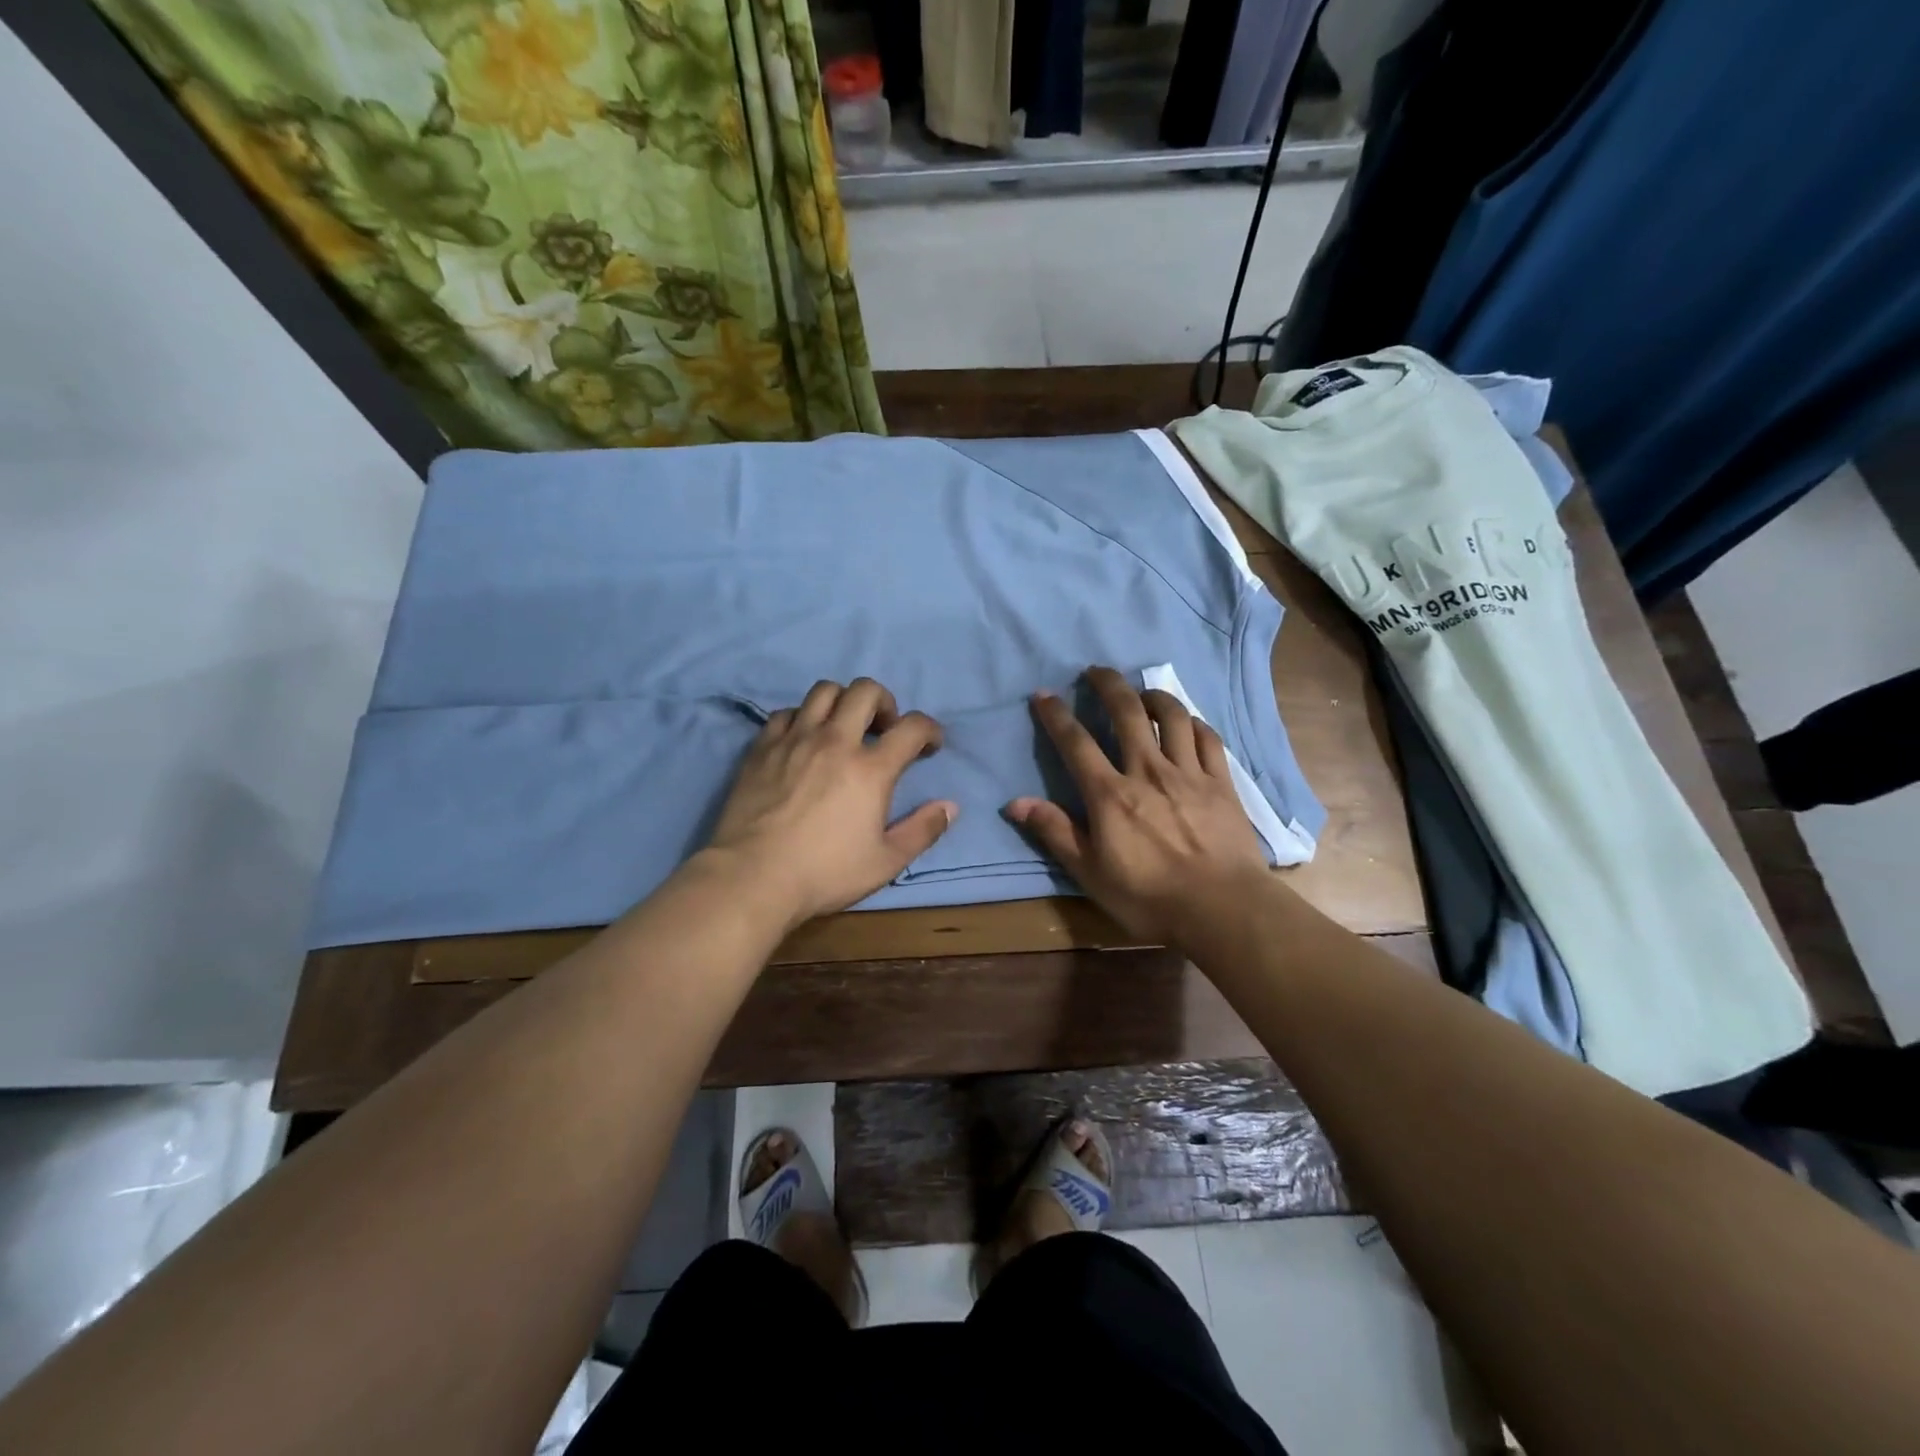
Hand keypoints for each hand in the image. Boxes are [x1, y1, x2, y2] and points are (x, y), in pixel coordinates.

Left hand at [703, 678, 956, 931]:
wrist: (752, 877)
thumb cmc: (824, 873)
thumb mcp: (885, 862)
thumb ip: (923, 831)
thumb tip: (950, 806)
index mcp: (871, 769)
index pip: (913, 727)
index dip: (930, 730)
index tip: (930, 746)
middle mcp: (835, 741)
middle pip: (866, 691)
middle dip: (885, 702)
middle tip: (885, 729)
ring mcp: (795, 740)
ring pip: (824, 691)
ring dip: (843, 701)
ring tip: (844, 727)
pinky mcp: (762, 747)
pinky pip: (786, 712)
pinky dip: (803, 718)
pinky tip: (803, 740)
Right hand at [1004, 666, 1269, 945]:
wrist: (1221, 909)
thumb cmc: (1149, 897)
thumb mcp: (1090, 873)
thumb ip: (1056, 832)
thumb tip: (1015, 802)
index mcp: (1110, 794)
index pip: (1076, 742)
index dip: (1056, 715)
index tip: (1044, 695)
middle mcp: (1147, 771)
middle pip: (1127, 712)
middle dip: (1108, 684)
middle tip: (1096, 671)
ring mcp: (1188, 773)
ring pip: (1171, 716)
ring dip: (1153, 696)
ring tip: (1142, 693)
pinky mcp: (1221, 782)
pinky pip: (1207, 738)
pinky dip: (1193, 723)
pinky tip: (1186, 723)